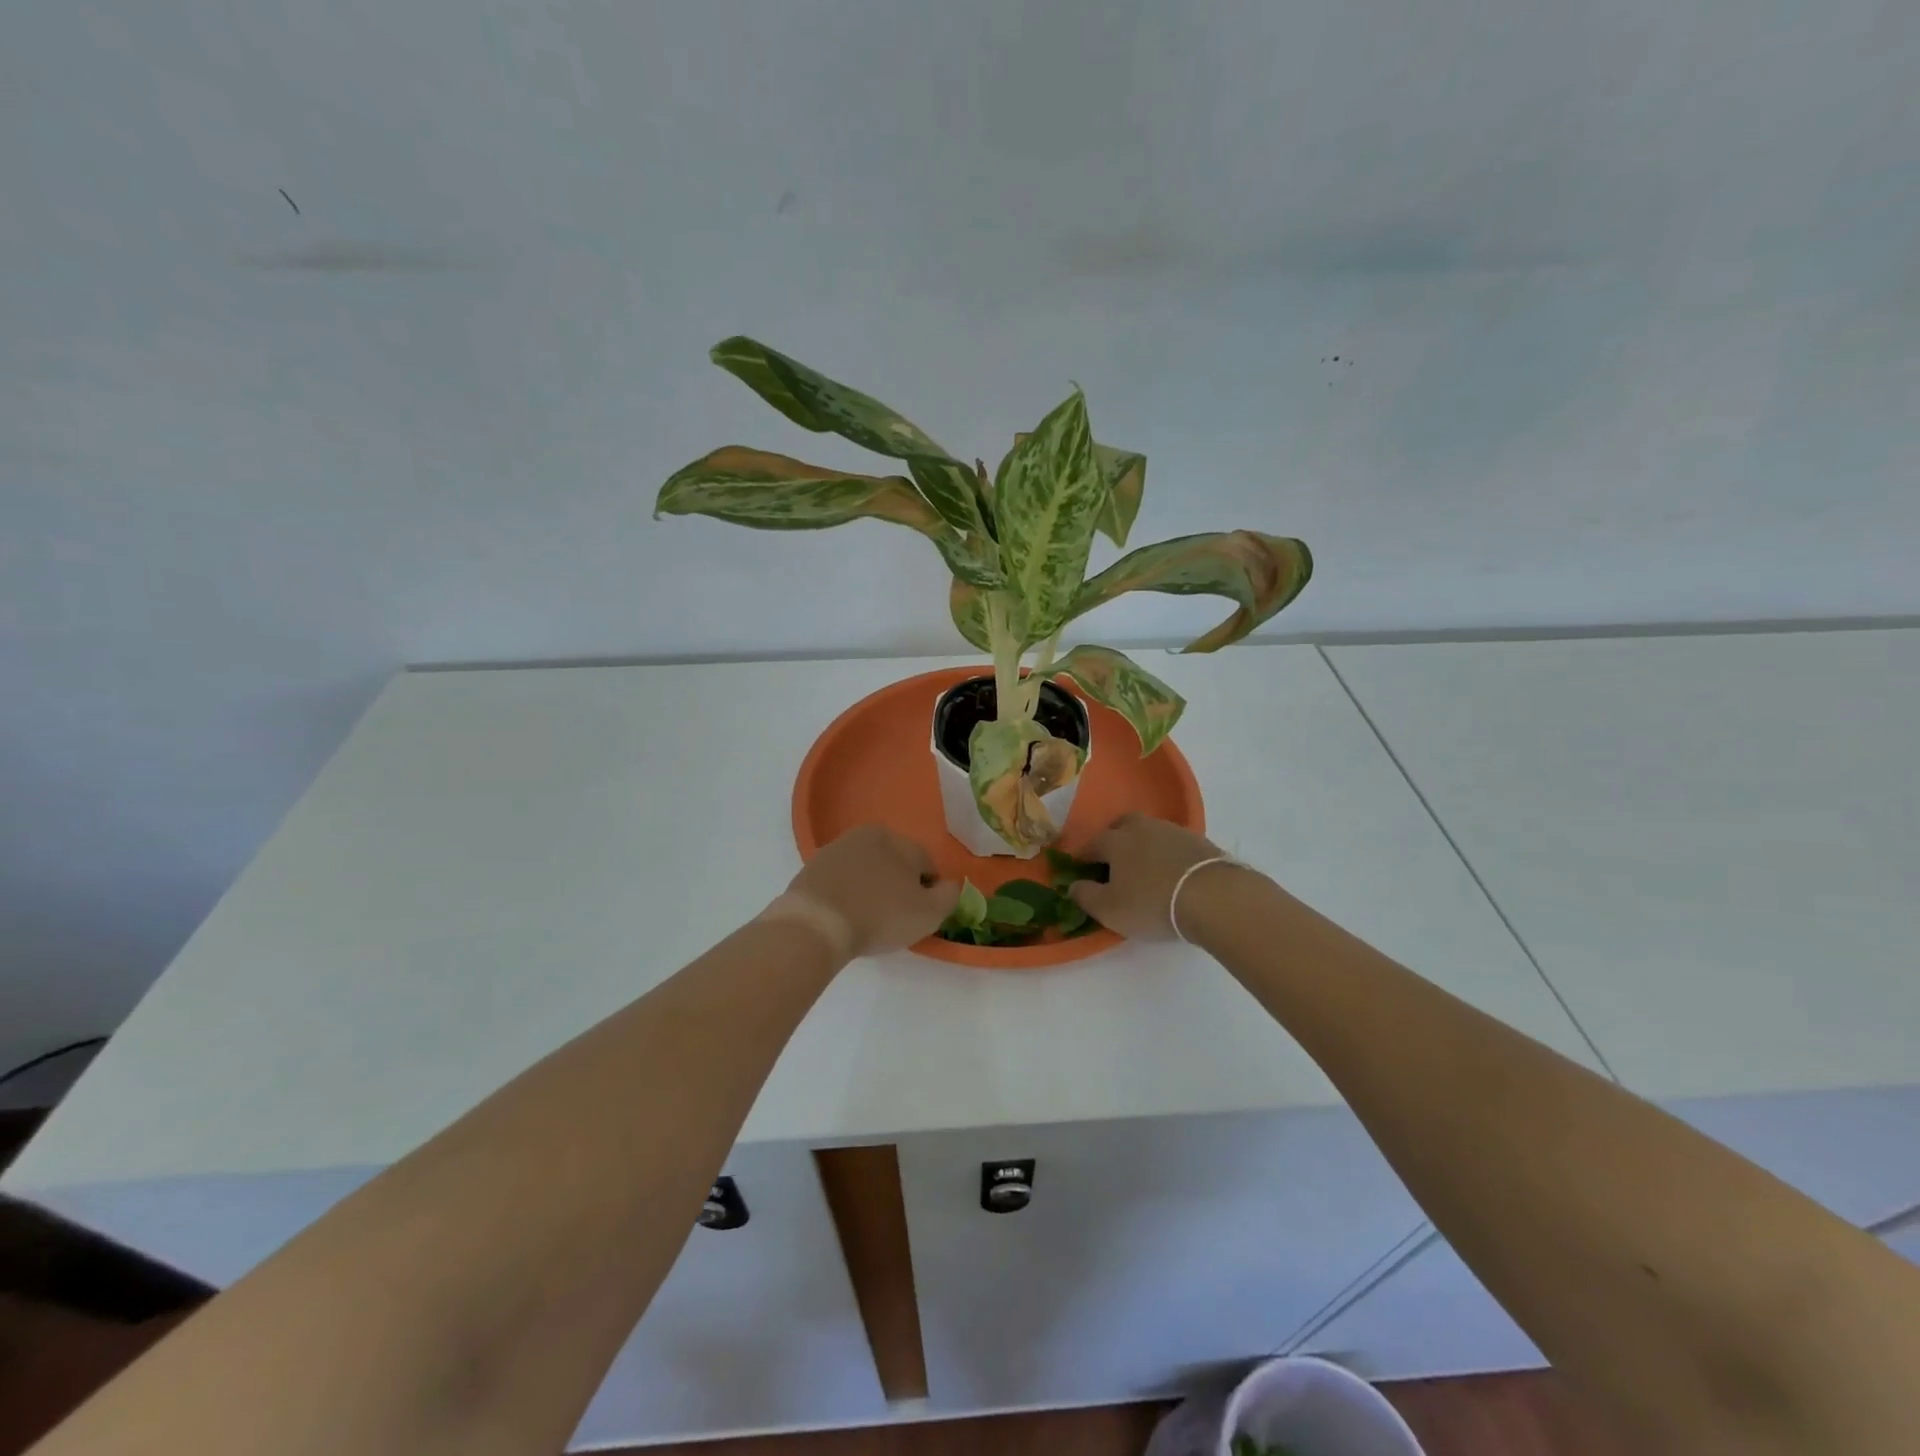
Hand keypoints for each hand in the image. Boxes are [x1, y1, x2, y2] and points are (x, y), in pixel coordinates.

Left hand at [786, 824, 962, 957]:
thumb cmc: (879, 916)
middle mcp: (868, 834)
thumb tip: (950, 884)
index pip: (927, 865)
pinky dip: (846, 894)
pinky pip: (841, 880)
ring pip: (867, 870)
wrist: (815, 924)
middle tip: (894, 919)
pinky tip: (844, 916)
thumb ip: (949, 896)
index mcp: (900, 840)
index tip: (919, 916)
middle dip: (899, 887)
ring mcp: (836, 848)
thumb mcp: (929, 914)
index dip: (929, 893)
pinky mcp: (812, 867)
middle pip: (895, 863)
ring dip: (871, 889)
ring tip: (867, 919)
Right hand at [1068, 814, 1243, 941]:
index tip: (1082, 869)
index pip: (1092, 843)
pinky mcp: (1199, 842)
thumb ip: (1085, 896)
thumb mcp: (1110, 909)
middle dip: (1114, 838)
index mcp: (1115, 841)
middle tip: (1114, 861)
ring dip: (1143, 845)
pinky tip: (1171, 871)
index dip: (1083, 857)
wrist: (1213, 896)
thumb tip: (1073, 885)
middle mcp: (1142, 828)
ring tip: (1145, 868)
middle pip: (1122, 825)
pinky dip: (1167, 854)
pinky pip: (1174, 843)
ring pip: (1150, 832)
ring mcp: (1173, 831)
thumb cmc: (1152, 902)